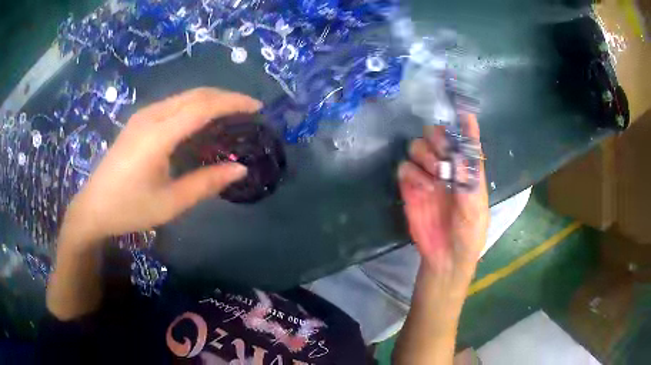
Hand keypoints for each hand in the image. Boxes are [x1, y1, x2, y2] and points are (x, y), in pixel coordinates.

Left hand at [61, 88, 260, 246]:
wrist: (94, 207)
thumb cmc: (130, 208)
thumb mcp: (170, 203)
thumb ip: (205, 183)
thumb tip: (240, 169)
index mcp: (158, 135)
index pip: (203, 107)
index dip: (232, 103)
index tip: (257, 107)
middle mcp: (151, 116)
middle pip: (195, 94)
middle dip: (225, 96)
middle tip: (248, 110)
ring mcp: (143, 115)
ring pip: (184, 96)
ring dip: (210, 99)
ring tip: (230, 114)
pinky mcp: (139, 121)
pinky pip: (173, 103)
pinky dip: (194, 105)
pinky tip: (200, 120)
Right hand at [398, 114, 488, 286]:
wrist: (446, 258)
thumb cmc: (468, 235)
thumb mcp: (475, 211)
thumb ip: (469, 183)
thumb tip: (461, 156)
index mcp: (469, 170)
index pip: (468, 142)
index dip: (466, 125)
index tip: (464, 111)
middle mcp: (448, 168)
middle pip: (438, 136)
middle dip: (438, 138)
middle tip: (442, 154)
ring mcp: (428, 177)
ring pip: (418, 147)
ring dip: (425, 154)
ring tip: (434, 173)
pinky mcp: (410, 188)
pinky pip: (404, 169)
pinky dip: (411, 173)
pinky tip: (420, 187)